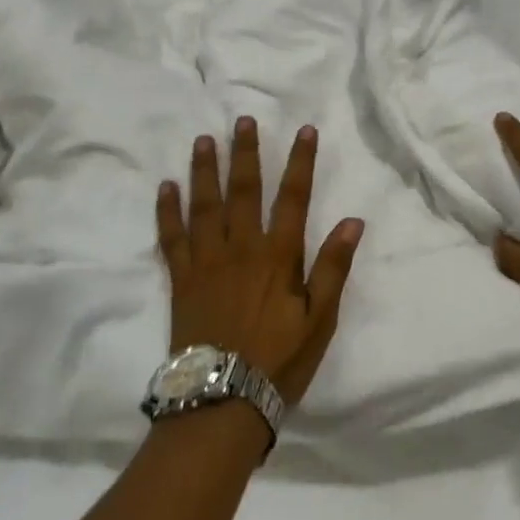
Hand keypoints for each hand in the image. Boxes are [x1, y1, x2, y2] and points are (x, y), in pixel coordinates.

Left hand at [157, 117, 364, 405]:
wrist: (222, 399)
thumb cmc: (279, 360)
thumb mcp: (320, 320)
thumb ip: (333, 268)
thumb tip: (354, 221)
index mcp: (278, 256)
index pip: (294, 198)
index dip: (301, 162)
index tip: (305, 130)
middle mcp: (241, 248)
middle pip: (245, 191)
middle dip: (246, 153)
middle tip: (242, 120)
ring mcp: (207, 261)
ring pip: (205, 205)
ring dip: (205, 170)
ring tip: (203, 140)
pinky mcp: (181, 279)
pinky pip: (171, 237)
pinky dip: (167, 210)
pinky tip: (166, 187)